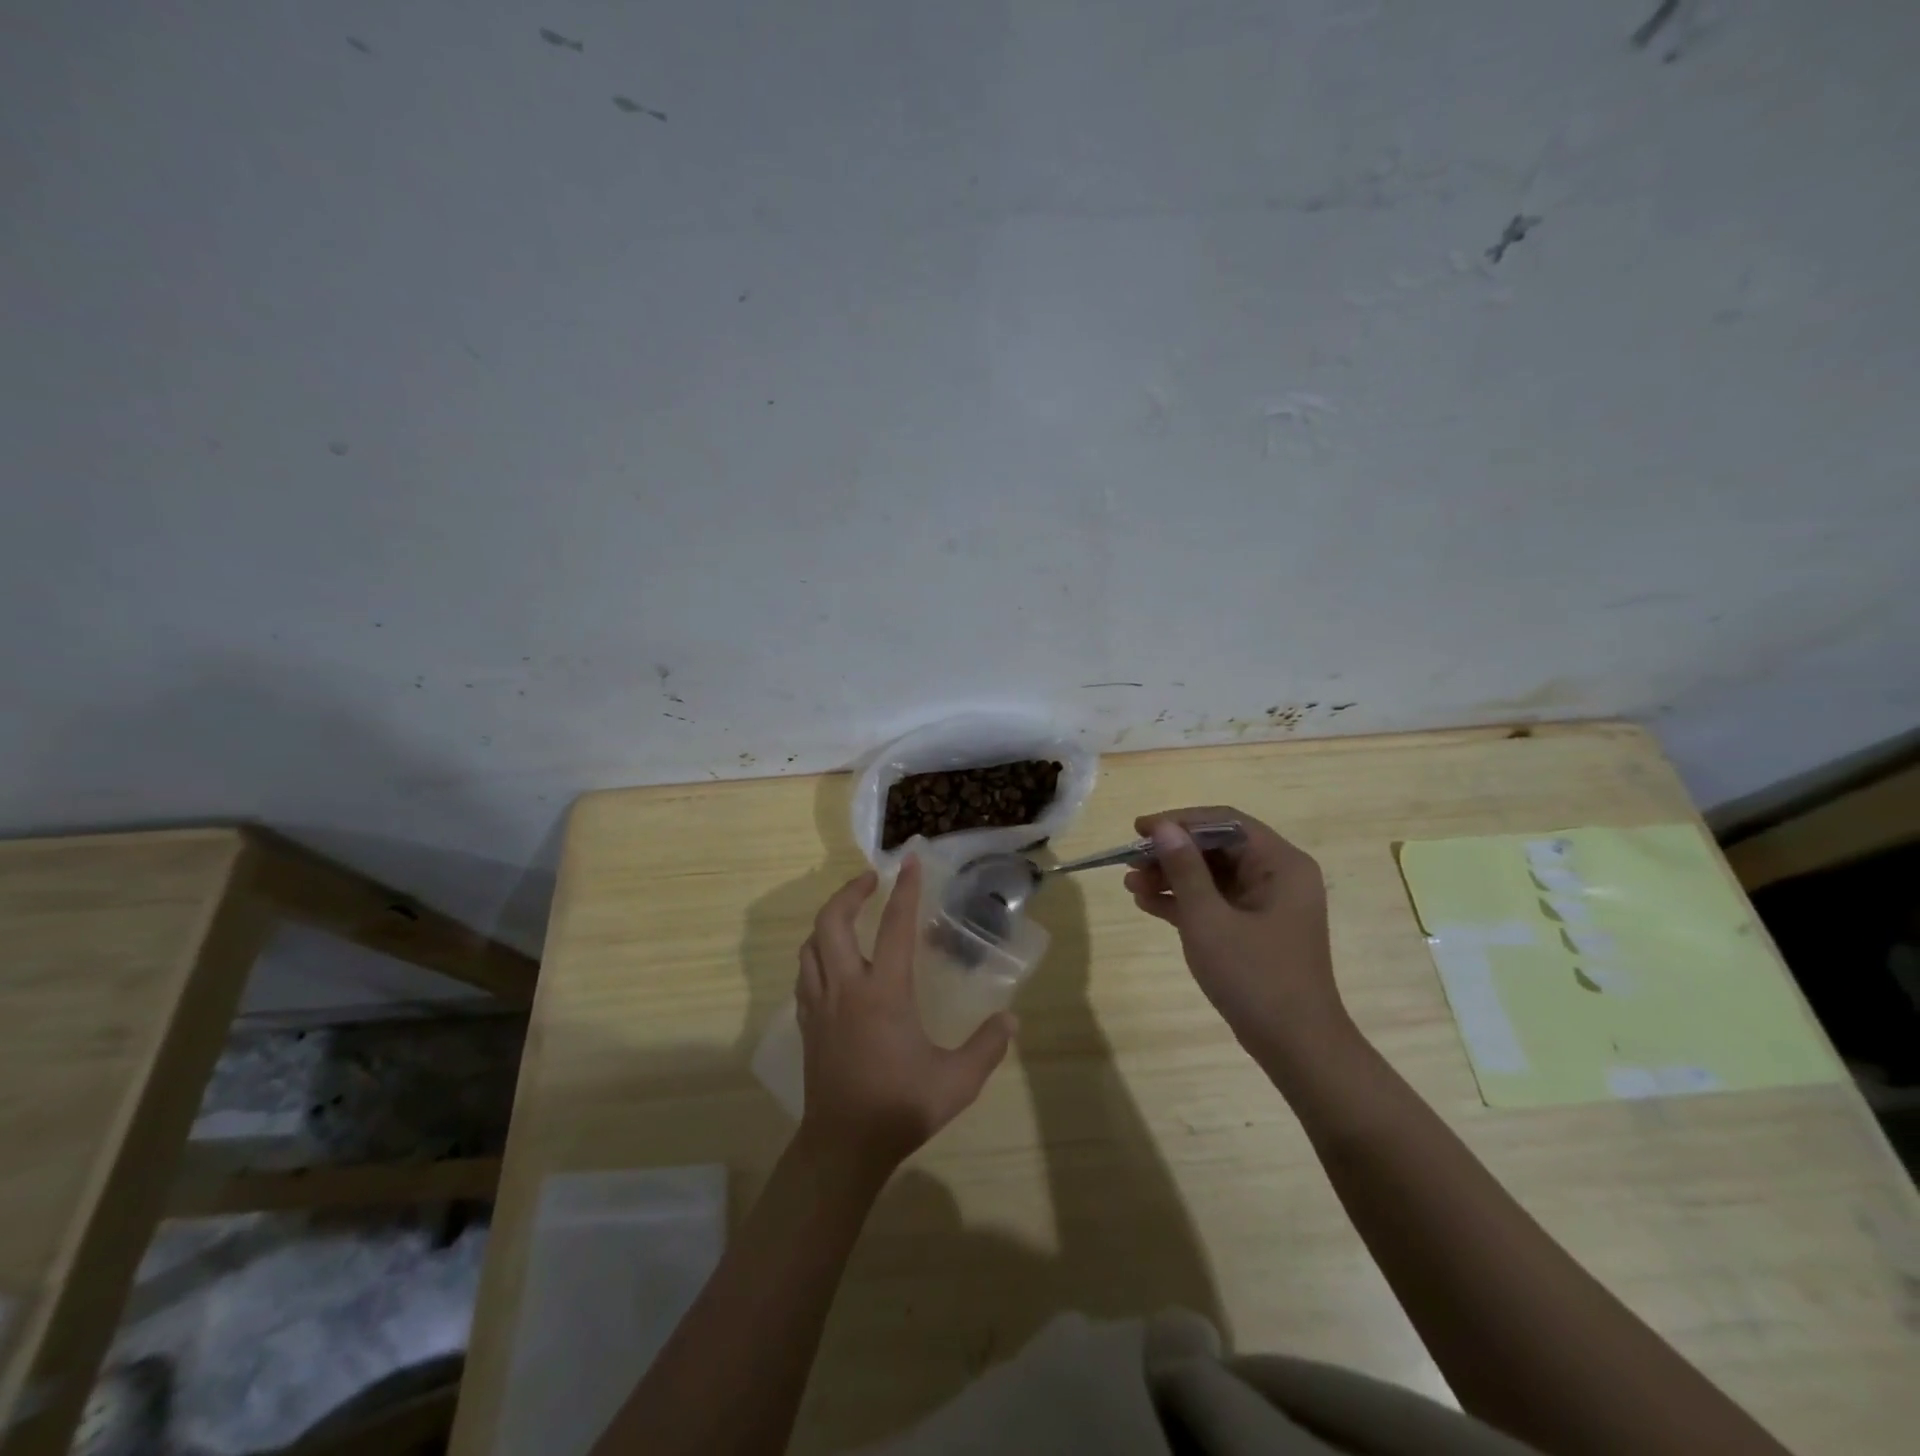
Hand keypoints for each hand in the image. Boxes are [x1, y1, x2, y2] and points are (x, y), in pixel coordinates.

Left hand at [794, 857, 1015, 1179]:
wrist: (844, 1147)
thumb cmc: (900, 1107)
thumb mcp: (957, 1081)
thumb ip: (987, 1046)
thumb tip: (1011, 1020)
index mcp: (883, 992)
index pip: (894, 927)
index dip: (904, 891)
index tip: (909, 861)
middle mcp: (846, 988)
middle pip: (831, 922)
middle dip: (849, 892)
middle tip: (870, 880)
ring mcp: (820, 1005)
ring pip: (811, 945)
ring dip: (828, 921)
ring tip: (850, 916)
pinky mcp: (808, 1024)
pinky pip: (805, 974)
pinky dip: (816, 954)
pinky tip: (832, 963)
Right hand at [1124, 807, 1349, 1061]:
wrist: (1296, 1047)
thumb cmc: (1255, 976)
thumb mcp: (1209, 919)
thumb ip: (1184, 869)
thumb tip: (1162, 828)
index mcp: (1281, 864)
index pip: (1225, 822)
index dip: (1179, 821)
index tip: (1139, 829)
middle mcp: (1278, 875)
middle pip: (1217, 848)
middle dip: (1171, 853)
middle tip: (1130, 862)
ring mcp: (1267, 904)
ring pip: (1213, 875)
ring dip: (1172, 877)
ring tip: (1131, 885)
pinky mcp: (1256, 929)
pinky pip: (1216, 901)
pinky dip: (1185, 901)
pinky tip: (1148, 904)